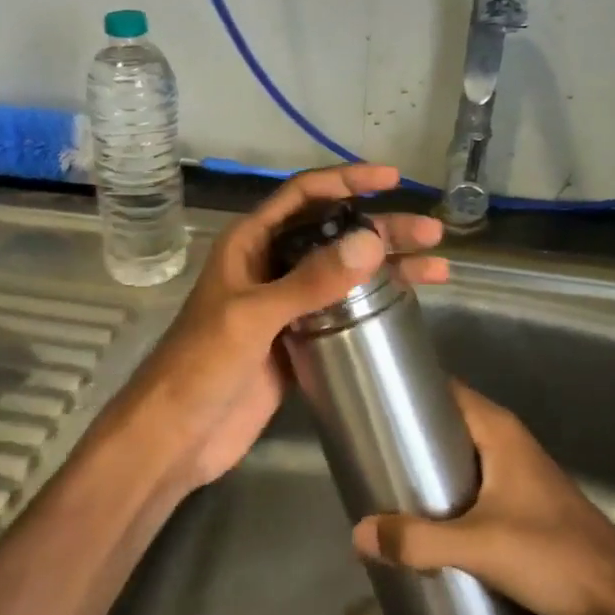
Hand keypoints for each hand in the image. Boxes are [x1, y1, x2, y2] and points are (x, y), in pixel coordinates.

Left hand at [101, 163, 447, 490]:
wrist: (177, 435)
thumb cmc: (202, 365)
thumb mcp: (253, 317)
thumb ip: (310, 281)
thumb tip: (372, 240)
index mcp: (249, 243)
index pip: (303, 196)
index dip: (346, 181)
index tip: (391, 179)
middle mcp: (269, 265)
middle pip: (332, 234)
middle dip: (381, 230)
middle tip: (431, 234)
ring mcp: (284, 305)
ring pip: (342, 273)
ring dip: (386, 267)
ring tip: (437, 266)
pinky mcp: (296, 341)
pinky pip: (340, 311)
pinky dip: (372, 305)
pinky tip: (406, 303)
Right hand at [351, 382, 614, 614]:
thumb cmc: (552, 555)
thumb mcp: (478, 546)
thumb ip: (417, 540)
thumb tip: (358, 533)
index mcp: (499, 432)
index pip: (447, 391)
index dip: (410, 390)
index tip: (371, 400)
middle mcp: (508, 444)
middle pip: (449, 425)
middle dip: (410, 435)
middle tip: (367, 448)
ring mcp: (518, 477)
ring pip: (461, 460)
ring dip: (428, 470)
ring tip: (385, 483)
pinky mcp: (523, 509)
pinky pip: (473, 490)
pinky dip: (447, 497)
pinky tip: (423, 521)